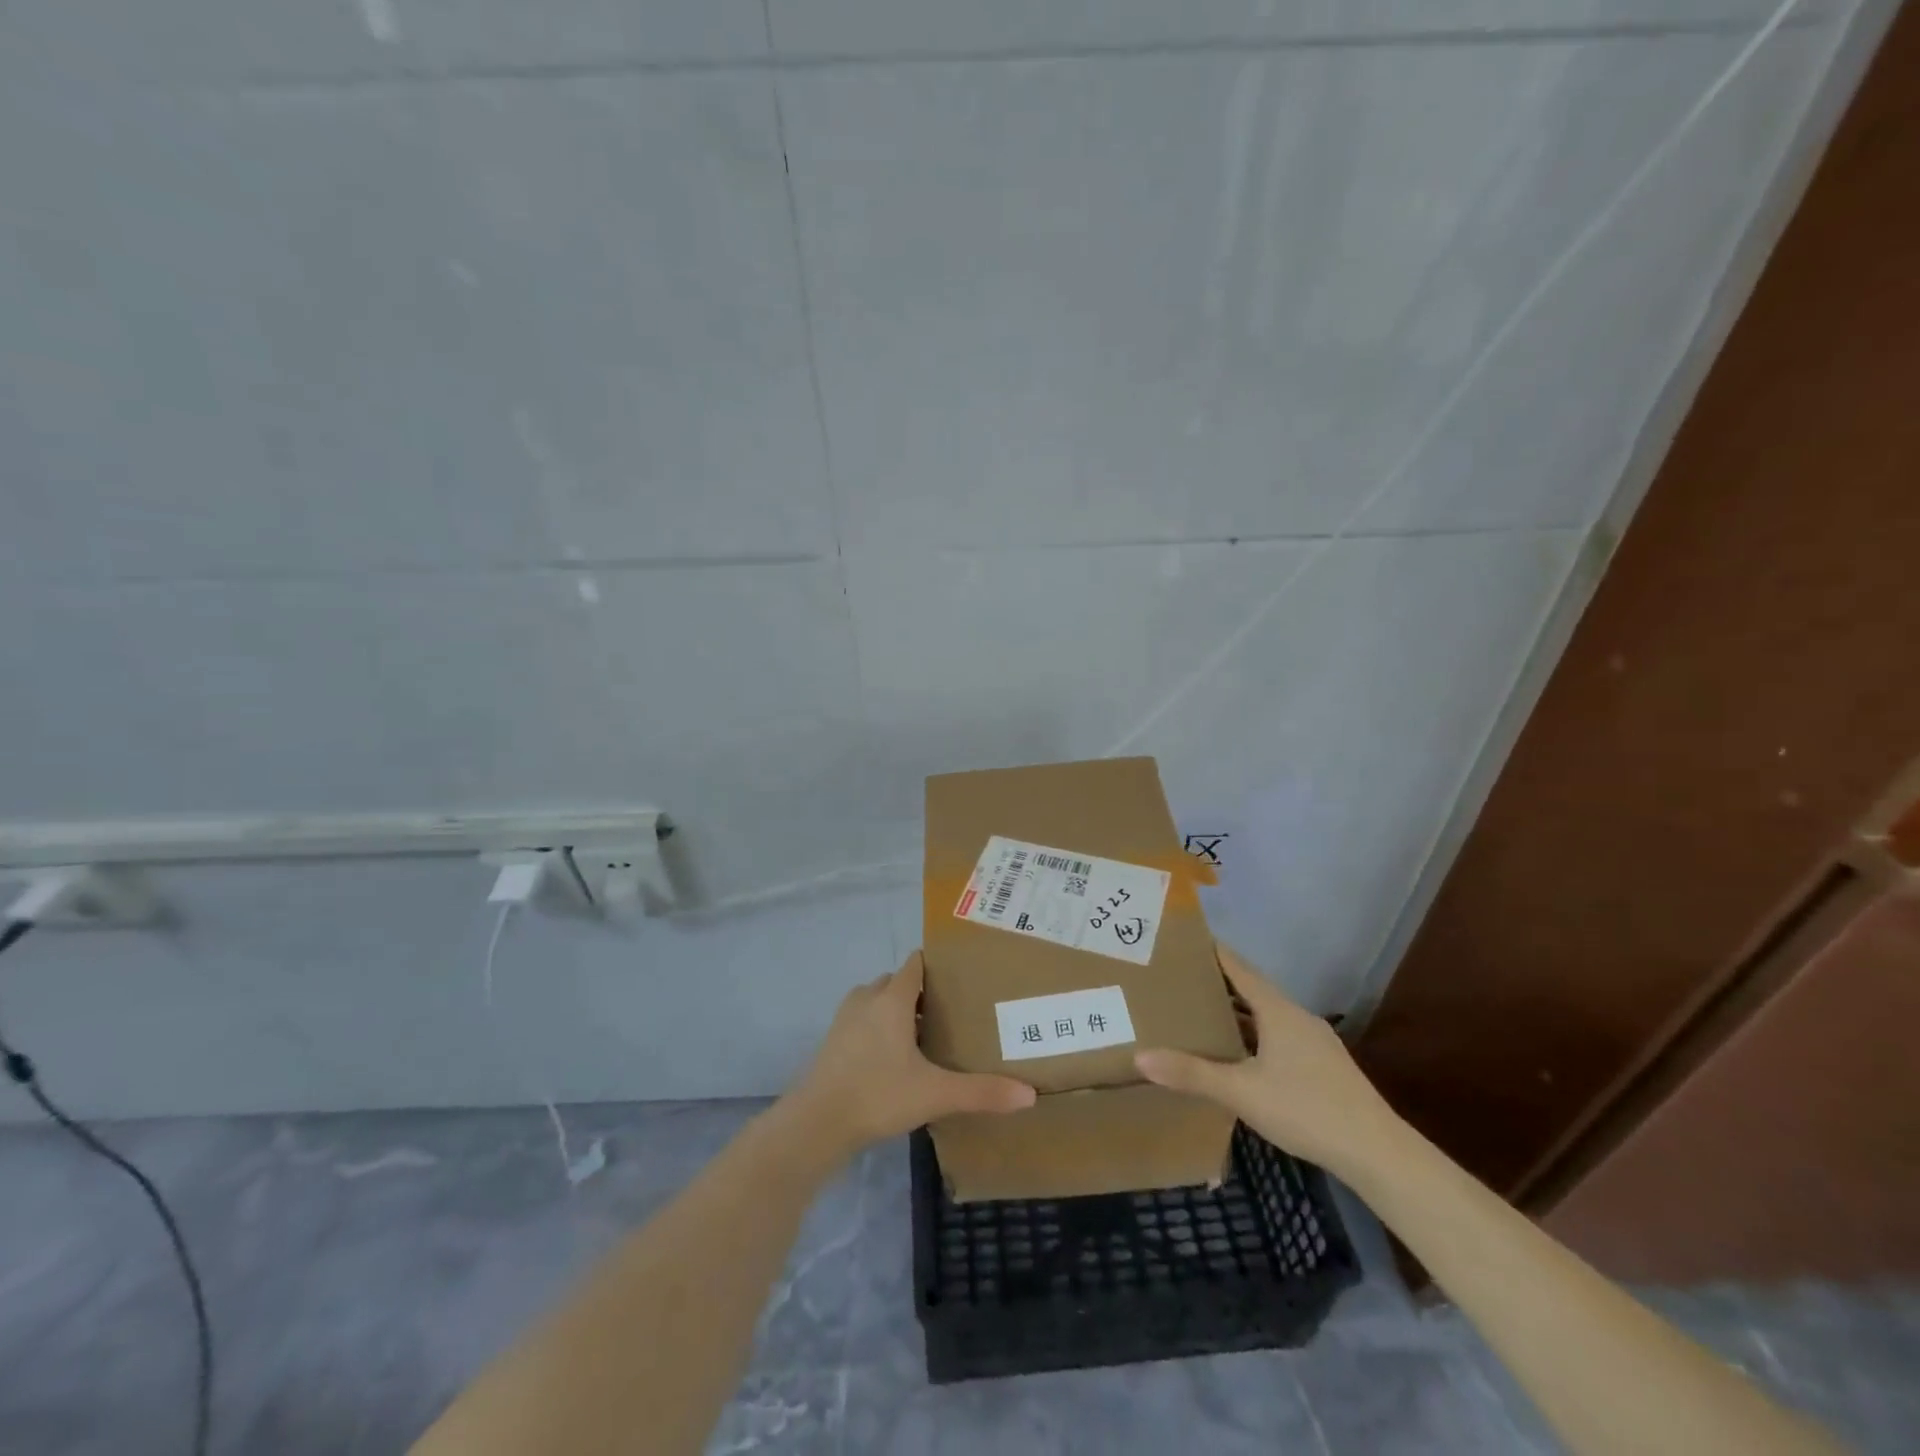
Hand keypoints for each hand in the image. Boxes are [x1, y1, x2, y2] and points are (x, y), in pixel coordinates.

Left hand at [784, 951, 1034, 1157]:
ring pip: (877, 1000)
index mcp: (893, 999)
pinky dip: (879, 1027)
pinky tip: (893, 1058)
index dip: (937, 966)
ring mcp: (846, 1018)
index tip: (962, 978)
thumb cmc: (878, 1094)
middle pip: (898, 981)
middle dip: (921, 991)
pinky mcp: (833, 1040)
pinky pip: (862, 1019)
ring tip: (924, 1034)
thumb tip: (1029, 1095)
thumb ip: (982, 1092)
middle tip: (950, 1012)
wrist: (816, 1123)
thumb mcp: (935, 1094)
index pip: (916, 964)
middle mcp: (868, 998)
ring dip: (898, 1010)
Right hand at [1134, 943, 1402, 1178]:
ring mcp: (1314, 1043)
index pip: (1239, 968)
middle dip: (1217, 985)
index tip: (1184, 939)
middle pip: (1252, 991)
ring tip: (1200, 1016)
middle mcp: (1297, 1018)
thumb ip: (1192, 1074)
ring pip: (1267, 1017)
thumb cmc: (1306, 1109)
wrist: (1377, 1153)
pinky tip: (1239, 1057)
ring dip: (1236, 1015)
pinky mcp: (1323, 1067)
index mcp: (1278, 1011)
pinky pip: (1279, 1038)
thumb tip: (1140, 1058)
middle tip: (1179, 981)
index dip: (1213, 952)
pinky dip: (1254, 1037)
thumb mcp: (1241, 1092)